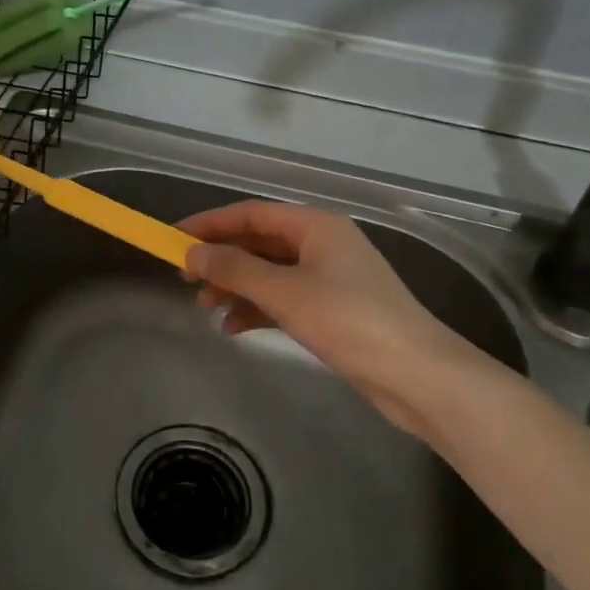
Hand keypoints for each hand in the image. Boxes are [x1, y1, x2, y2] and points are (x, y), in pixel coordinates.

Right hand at [180, 202, 489, 438]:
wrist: (416, 375)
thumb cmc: (349, 321)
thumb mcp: (285, 292)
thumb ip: (235, 270)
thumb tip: (192, 254)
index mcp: (315, 226)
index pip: (251, 213)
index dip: (210, 224)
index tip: (173, 240)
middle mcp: (322, 244)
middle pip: (259, 242)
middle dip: (222, 259)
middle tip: (185, 279)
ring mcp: (329, 277)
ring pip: (269, 273)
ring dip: (236, 286)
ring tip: (205, 307)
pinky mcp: (333, 310)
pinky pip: (284, 299)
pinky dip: (258, 309)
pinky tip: (235, 328)